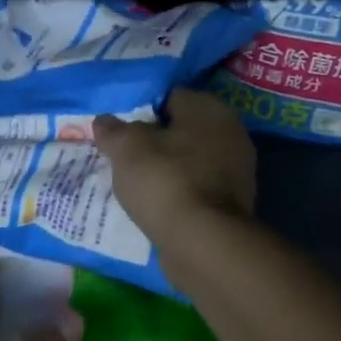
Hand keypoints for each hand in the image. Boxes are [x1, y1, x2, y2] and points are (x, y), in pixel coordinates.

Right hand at [94, 89, 257, 248]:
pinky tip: (156, 204)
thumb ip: (113, 129)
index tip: (119, 130)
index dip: (140, 110)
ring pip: (189, 160)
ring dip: (166, 168)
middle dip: (153, 140)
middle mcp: (231, 132)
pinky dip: (178, 192)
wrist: (203, 244)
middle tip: (124, 155)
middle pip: (181, 129)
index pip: (168, 96)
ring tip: (135, 183)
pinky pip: (197, 187)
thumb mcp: (126, 148)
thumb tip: (104, 121)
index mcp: (209, 108)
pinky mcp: (233, 203)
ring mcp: (237, 170)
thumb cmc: (165, 180)